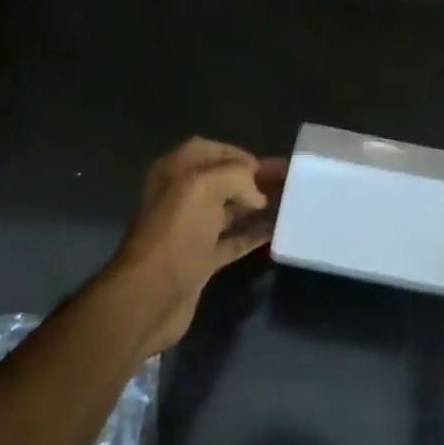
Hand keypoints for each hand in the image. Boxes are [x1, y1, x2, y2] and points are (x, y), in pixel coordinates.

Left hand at [105, 138, 285, 353]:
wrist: (152, 293)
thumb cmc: (176, 232)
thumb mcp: (204, 186)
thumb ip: (236, 177)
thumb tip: (257, 195)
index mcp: (174, 173)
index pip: (208, 151)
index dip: (238, 155)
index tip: (267, 167)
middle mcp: (180, 198)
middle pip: (222, 181)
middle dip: (254, 180)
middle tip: (289, 183)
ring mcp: (190, 231)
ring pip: (229, 211)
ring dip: (257, 207)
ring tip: (290, 205)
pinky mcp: (200, 260)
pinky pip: (232, 241)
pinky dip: (252, 236)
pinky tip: (277, 233)